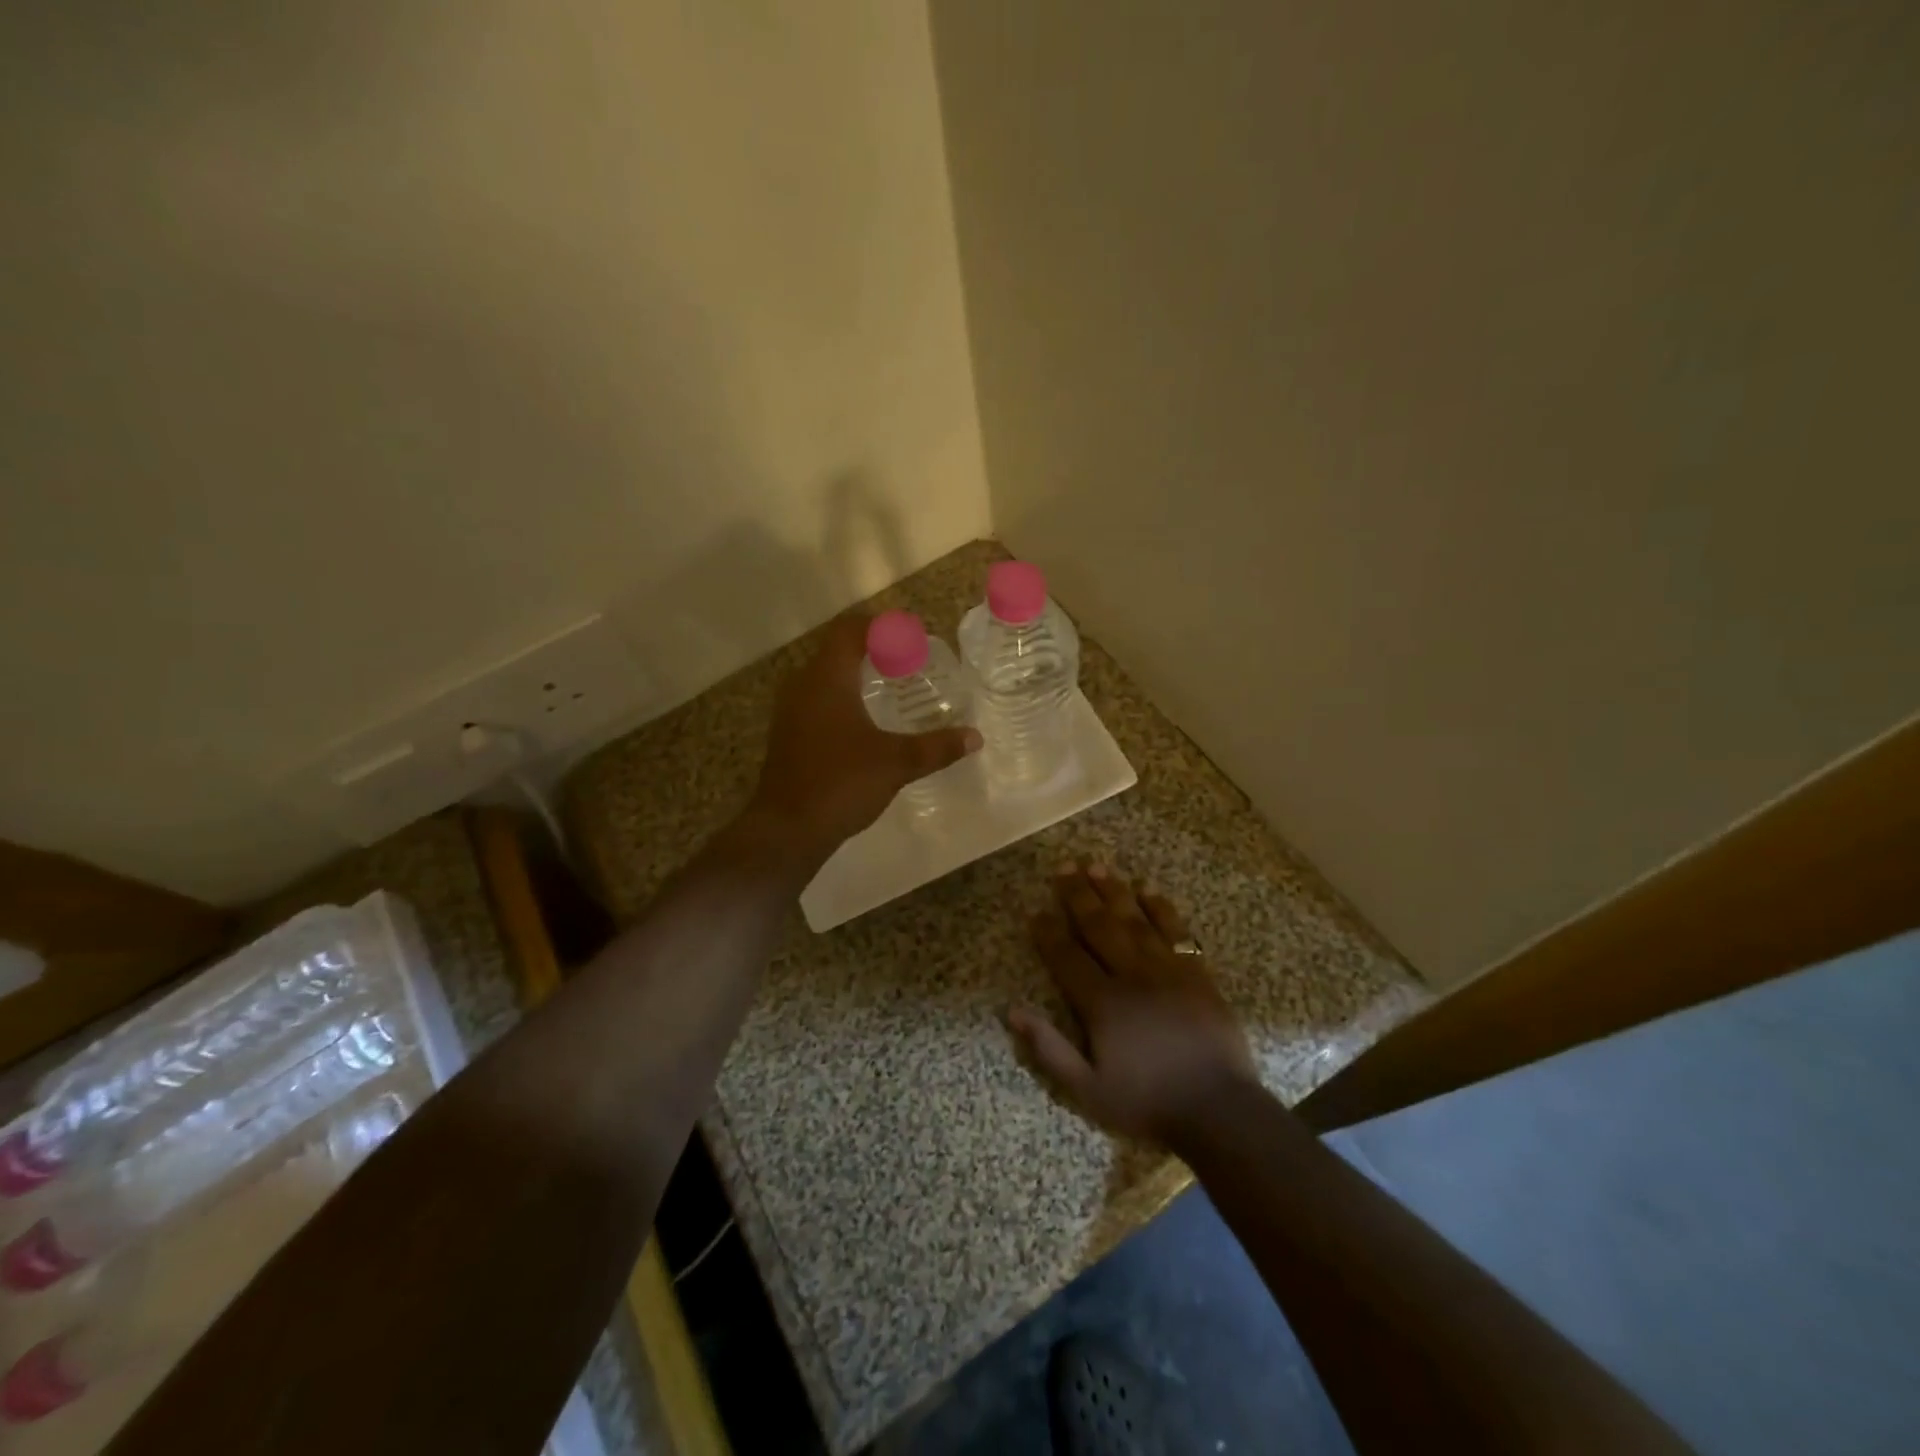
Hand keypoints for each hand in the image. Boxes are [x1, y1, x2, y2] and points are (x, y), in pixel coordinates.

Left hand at [748, 613, 980, 860]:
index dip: (879, 625)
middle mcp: (802, 686)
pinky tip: (864, 724)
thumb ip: (936, 747)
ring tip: (889, 689)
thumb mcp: (896, 763)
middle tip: (906, 662)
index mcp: (827, 679)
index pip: (849, 630)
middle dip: (871, 651)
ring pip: (824, 678)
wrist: (787, 830)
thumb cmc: (841, 783)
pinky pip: (816, 701)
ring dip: (854, 676)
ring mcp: (789, 712)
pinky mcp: (787, 735)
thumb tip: (974, 737)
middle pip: (836, 651)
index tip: (909, 634)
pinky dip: (841, 700)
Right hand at [1008, 862, 1257, 1145]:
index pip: (1067, 957)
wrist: (1219, 1109)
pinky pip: (1176, 931)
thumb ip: (1049, 1050)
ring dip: (1113, 891)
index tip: (1036, 911)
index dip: (1049, 933)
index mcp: (1103, 1003)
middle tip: (1063, 867)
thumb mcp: (1087, 1090)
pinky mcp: (1197, 973)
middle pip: (1099, 927)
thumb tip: (1012, 1011)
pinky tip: (1148, 890)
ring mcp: (1168, 970)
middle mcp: (1132, 975)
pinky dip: (1161, 909)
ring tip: (1096, 865)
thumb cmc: (1147, 1102)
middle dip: (1078, 896)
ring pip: (1135, 920)